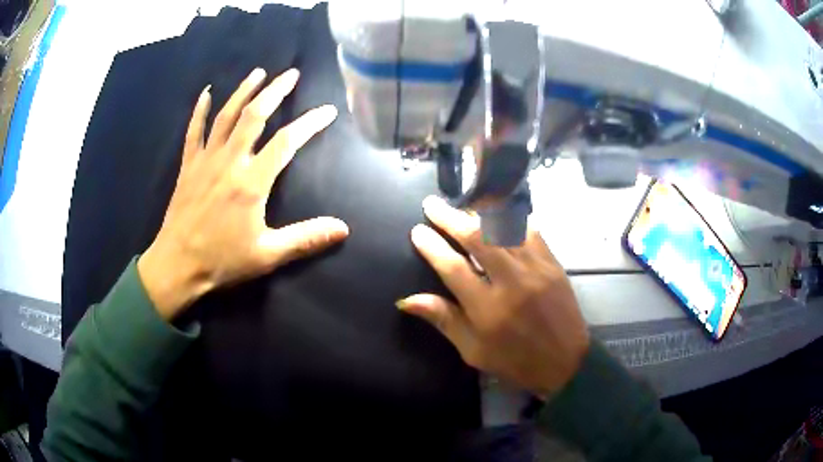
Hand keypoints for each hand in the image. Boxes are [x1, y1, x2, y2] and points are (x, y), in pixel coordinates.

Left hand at [138, 68, 348, 319]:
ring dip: (243, 91)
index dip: (309, 123)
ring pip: (226, 116)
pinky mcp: (188, 165)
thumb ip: (305, 239)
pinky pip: (194, 131)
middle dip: (275, 91)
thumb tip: (343, 229)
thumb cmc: (221, 260)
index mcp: (251, 181)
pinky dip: (199, 110)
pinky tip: (206, 93)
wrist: (177, 265)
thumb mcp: (267, 255)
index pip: (286, 142)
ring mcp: (206, 160)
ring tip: (258, 73)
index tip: (327, 110)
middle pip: (255, 116)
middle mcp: (230, 161)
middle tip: (290, 74)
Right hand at [397, 196, 589, 396]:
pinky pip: (529, 230)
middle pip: (477, 238)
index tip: (417, 231)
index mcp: (488, 309)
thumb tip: (407, 300)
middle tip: (432, 205)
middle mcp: (511, 282)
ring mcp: (535, 268)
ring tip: (461, 205)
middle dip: (450, 218)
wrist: (565, 361)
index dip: (432, 246)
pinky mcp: (552, 263)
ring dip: (478, 212)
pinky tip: (498, 212)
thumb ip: (444, 320)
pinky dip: (510, 218)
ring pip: (503, 227)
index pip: (453, 268)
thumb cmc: (515, 361)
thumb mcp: (473, 351)